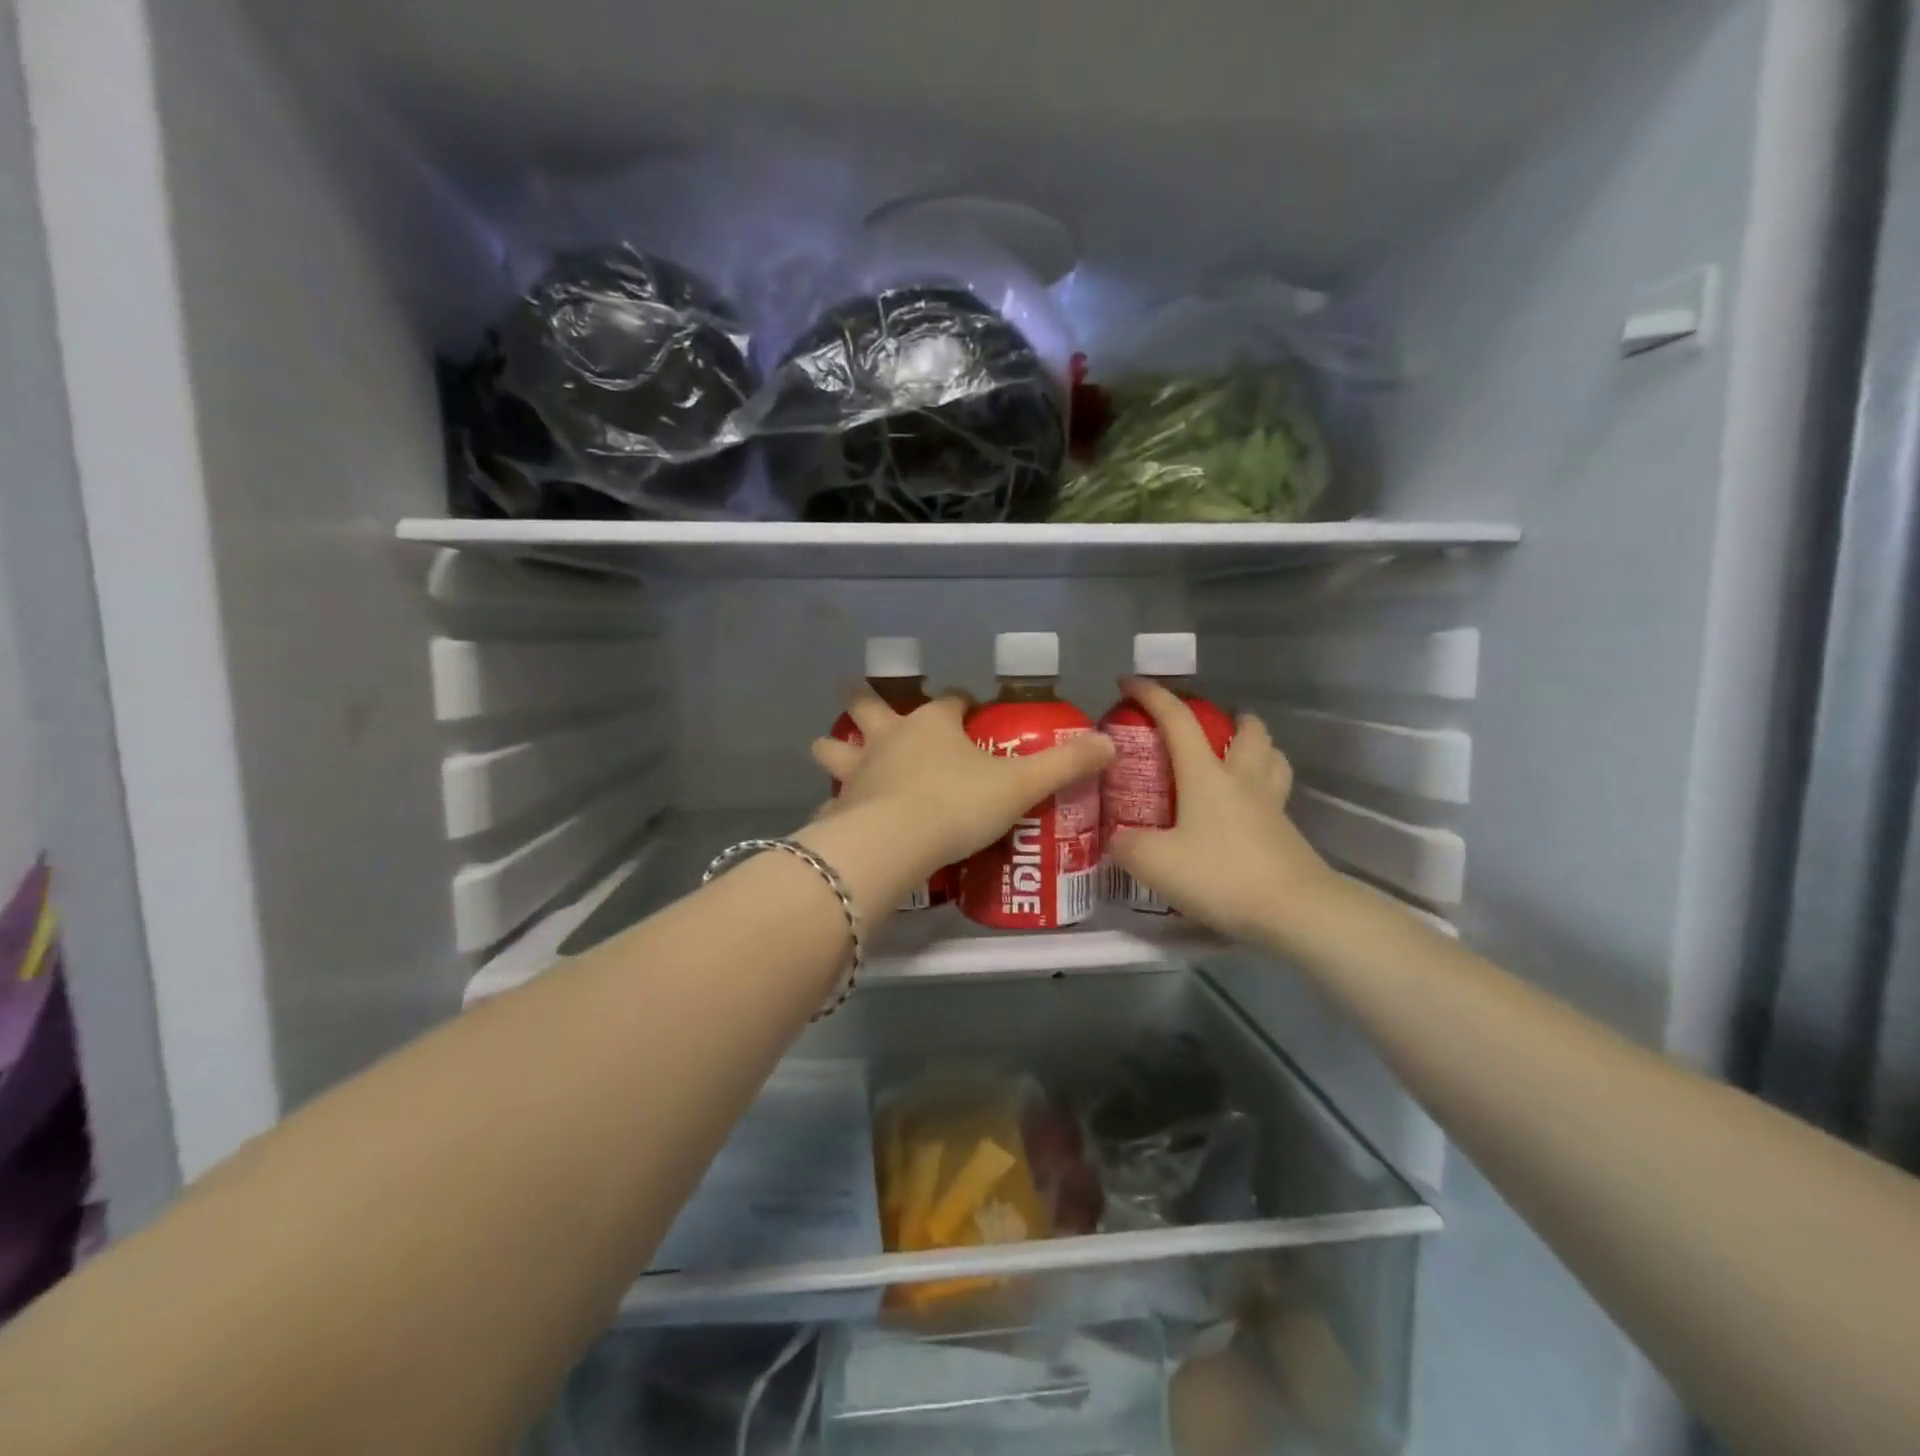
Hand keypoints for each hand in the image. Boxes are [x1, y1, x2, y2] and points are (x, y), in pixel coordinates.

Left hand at [809, 692, 1115, 879]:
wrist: (895, 842)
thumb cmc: (958, 803)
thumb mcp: (1021, 785)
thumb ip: (1065, 764)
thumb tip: (1109, 743)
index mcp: (933, 723)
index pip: (951, 700)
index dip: (964, 705)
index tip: (973, 713)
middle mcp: (890, 737)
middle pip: (871, 707)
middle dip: (867, 701)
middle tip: (863, 699)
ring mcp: (859, 770)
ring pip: (838, 747)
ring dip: (835, 746)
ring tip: (830, 748)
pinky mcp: (840, 806)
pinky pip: (833, 798)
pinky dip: (834, 801)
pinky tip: (836, 813)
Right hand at [1106, 678, 1336, 945]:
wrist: (1295, 911)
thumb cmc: (1221, 875)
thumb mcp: (1154, 863)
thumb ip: (1126, 845)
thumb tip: (1115, 838)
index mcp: (1206, 774)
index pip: (1177, 720)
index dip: (1152, 695)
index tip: (1129, 682)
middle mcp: (1242, 779)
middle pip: (1247, 730)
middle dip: (1230, 718)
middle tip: (1210, 728)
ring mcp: (1271, 805)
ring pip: (1273, 757)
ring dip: (1256, 747)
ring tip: (1236, 758)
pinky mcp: (1288, 834)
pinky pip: (1277, 795)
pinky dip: (1263, 788)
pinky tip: (1245, 811)